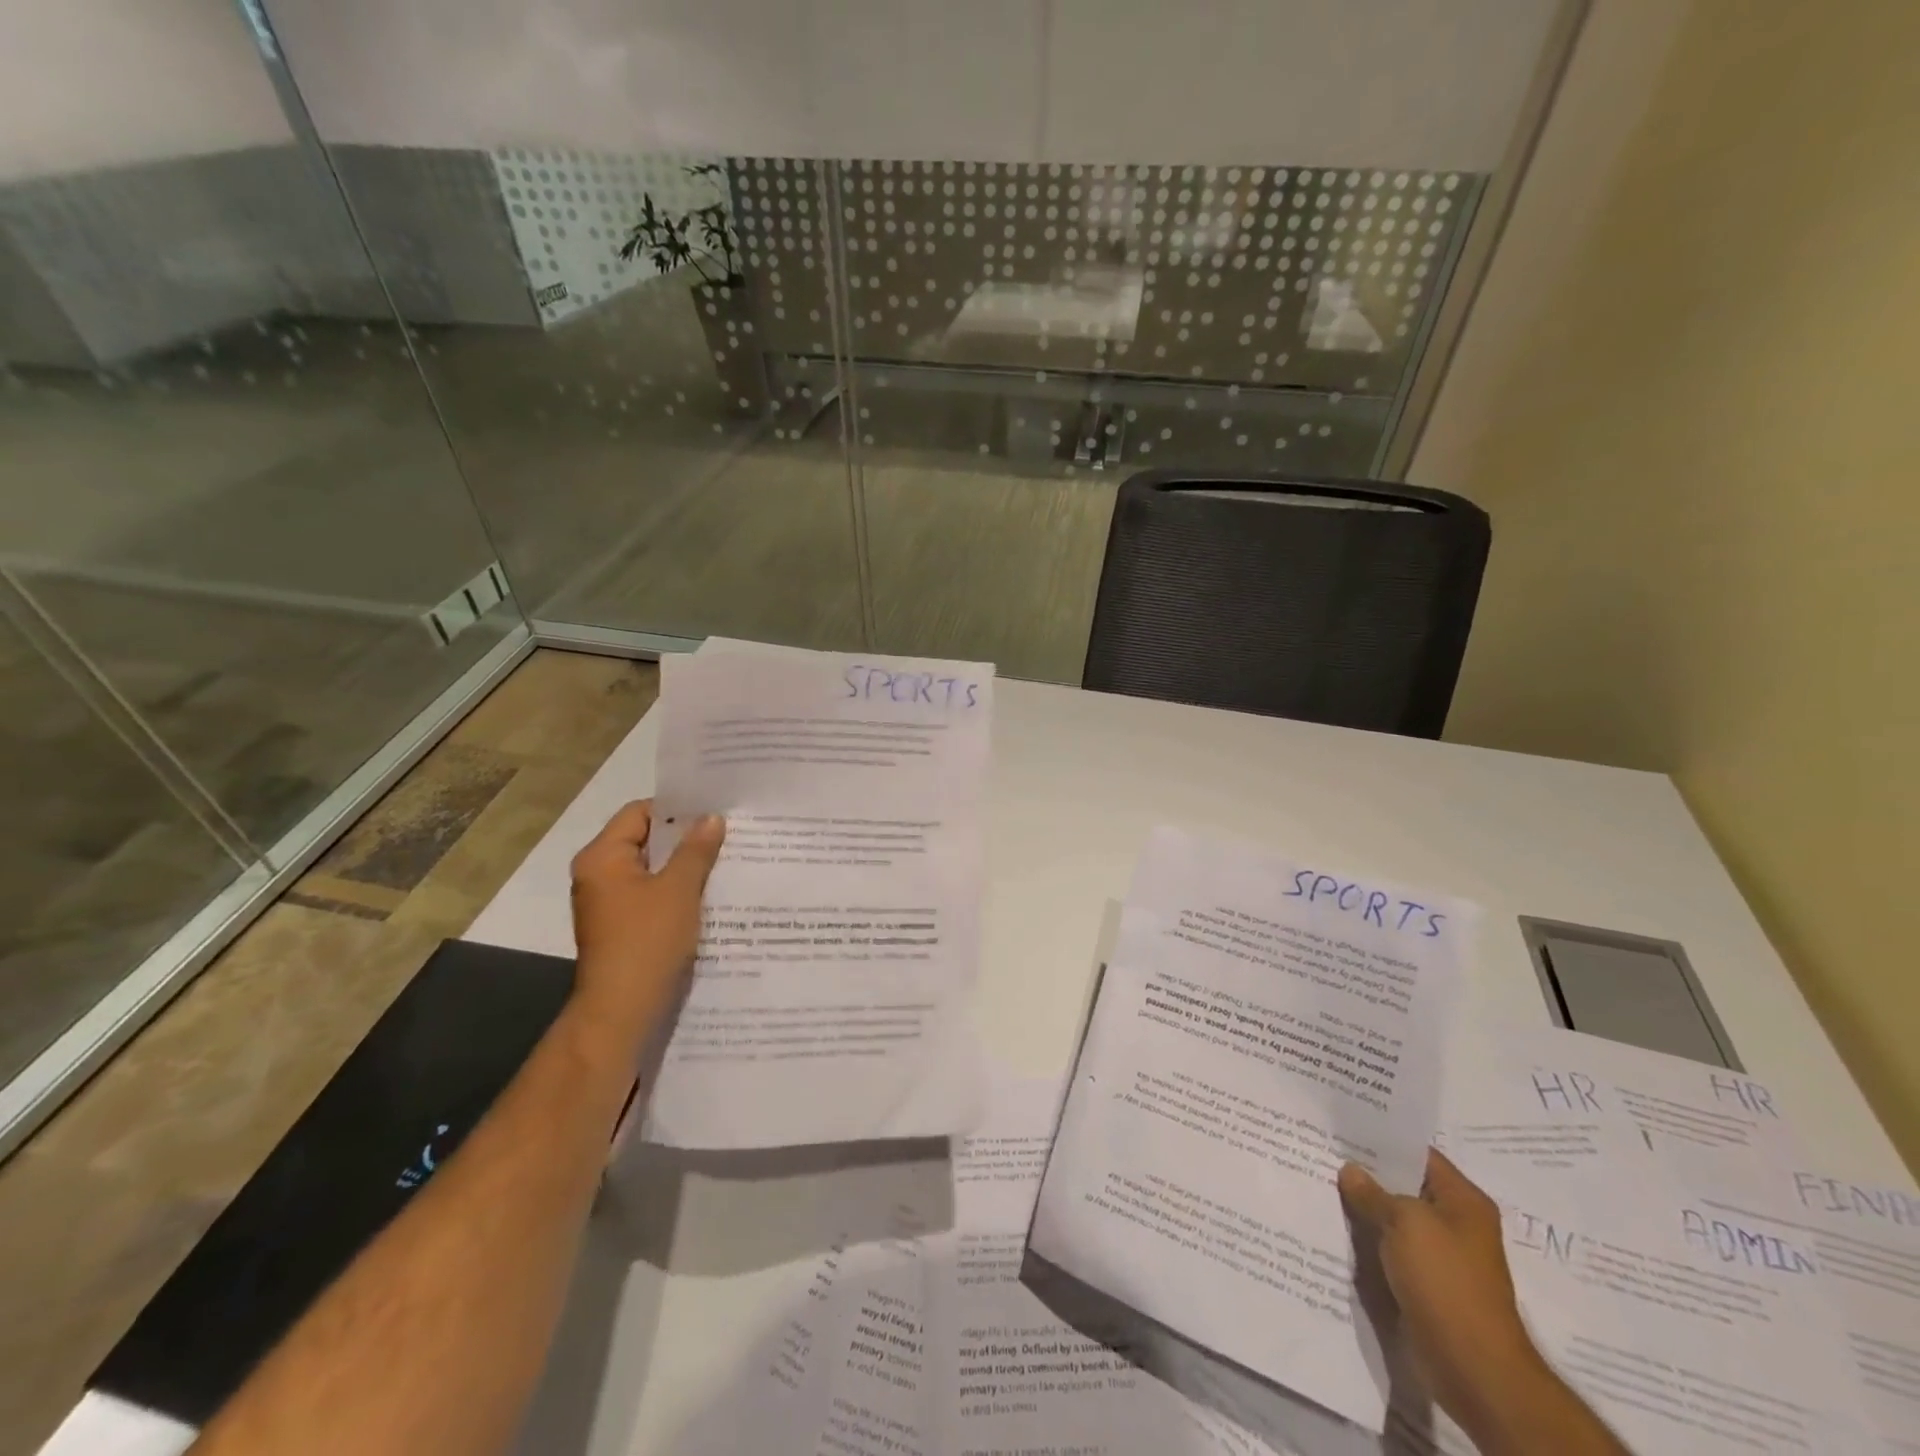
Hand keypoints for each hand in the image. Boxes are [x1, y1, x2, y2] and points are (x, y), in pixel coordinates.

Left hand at [567, 800, 724, 1052]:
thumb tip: (711, 818)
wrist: (622, 1011)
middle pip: (646, 841)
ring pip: (652, 870)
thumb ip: (696, 850)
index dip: (676, 809)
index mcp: (602, 857)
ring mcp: (609, 903)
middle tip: (728, 832)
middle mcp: (599, 875)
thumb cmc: (647, 941)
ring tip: (727, 859)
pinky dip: (678, 891)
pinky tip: (711, 893)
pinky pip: (653, 895)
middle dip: (686, 838)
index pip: (639, 813)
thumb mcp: (679, 889)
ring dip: (685, 866)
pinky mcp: (623, 927)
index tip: (714, 809)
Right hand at [1338, 1151, 1547, 1437]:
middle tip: (1322, 1152)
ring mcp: (1441, 1257)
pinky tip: (1336, 1228)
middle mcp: (1455, 1224)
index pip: (1419, 1155)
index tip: (1343, 1127)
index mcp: (1463, 1201)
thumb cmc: (1446, 1281)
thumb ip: (1373, 1193)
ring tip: (1320, 1184)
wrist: (1473, 1368)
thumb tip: (1349, 1170)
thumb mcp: (1405, 1223)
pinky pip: (1391, 1251)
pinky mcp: (1425, 1285)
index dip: (1383, 1140)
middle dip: (1367, 1174)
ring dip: (1364, 1210)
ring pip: (1394, 1221)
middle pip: (1404, 1187)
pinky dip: (1368, 1241)